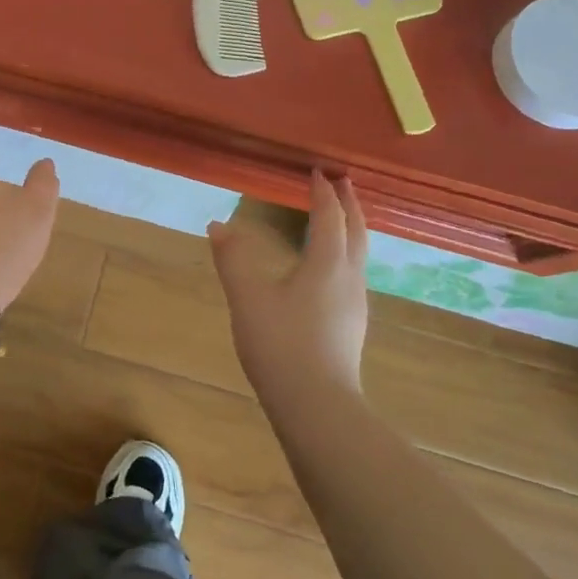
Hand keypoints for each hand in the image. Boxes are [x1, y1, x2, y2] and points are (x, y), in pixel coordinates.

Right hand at [208, 172, 370, 401]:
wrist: (317, 408)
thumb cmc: (281, 344)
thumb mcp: (248, 297)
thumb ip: (233, 258)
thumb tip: (218, 225)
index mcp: (328, 264)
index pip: (330, 217)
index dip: (324, 192)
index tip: (319, 171)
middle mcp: (349, 278)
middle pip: (357, 231)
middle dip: (350, 204)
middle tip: (343, 183)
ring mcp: (355, 305)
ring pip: (359, 254)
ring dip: (351, 229)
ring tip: (339, 219)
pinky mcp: (351, 327)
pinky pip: (352, 274)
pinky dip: (345, 254)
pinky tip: (329, 270)